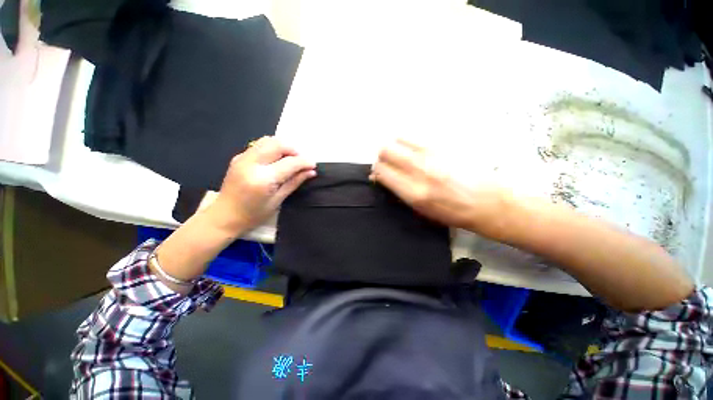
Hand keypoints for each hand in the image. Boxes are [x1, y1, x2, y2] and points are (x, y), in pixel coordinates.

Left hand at [215, 136, 315, 231]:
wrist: (224, 216)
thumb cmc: (253, 214)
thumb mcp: (278, 200)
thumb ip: (295, 182)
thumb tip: (311, 172)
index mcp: (263, 179)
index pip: (289, 163)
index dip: (304, 162)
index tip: (313, 165)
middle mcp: (251, 163)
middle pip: (278, 144)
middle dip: (294, 150)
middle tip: (301, 161)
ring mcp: (242, 157)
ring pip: (268, 140)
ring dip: (284, 147)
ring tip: (290, 160)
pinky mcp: (239, 157)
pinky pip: (260, 145)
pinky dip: (273, 149)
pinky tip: (277, 161)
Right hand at [371, 139, 510, 235]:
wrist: (487, 201)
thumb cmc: (451, 212)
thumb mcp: (420, 210)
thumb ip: (398, 192)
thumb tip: (381, 178)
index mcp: (413, 191)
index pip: (382, 171)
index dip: (377, 171)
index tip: (379, 174)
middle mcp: (420, 169)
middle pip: (386, 150)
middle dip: (382, 156)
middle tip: (388, 163)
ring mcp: (432, 153)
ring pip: (398, 138)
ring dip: (394, 146)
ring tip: (401, 155)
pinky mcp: (444, 144)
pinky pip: (416, 136)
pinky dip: (408, 142)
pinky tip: (416, 150)